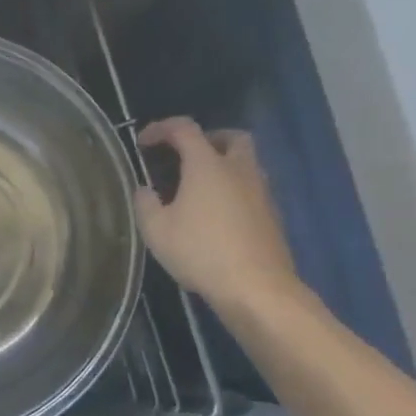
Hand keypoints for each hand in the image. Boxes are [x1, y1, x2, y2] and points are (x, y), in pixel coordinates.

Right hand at [134, 118, 304, 313]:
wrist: (256, 287)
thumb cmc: (201, 252)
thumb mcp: (157, 231)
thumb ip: (145, 204)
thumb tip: (144, 190)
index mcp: (207, 165)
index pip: (184, 129)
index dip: (161, 128)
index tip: (143, 142)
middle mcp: (238, 169)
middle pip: (230, 137)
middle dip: (207, 139)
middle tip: (186, 157)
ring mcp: (260, 192)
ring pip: (245, 163)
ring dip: (223, 166)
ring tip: (199, 189)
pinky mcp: (272, 216)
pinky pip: (251, 189)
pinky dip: (234, 190)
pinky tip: (218, 215)